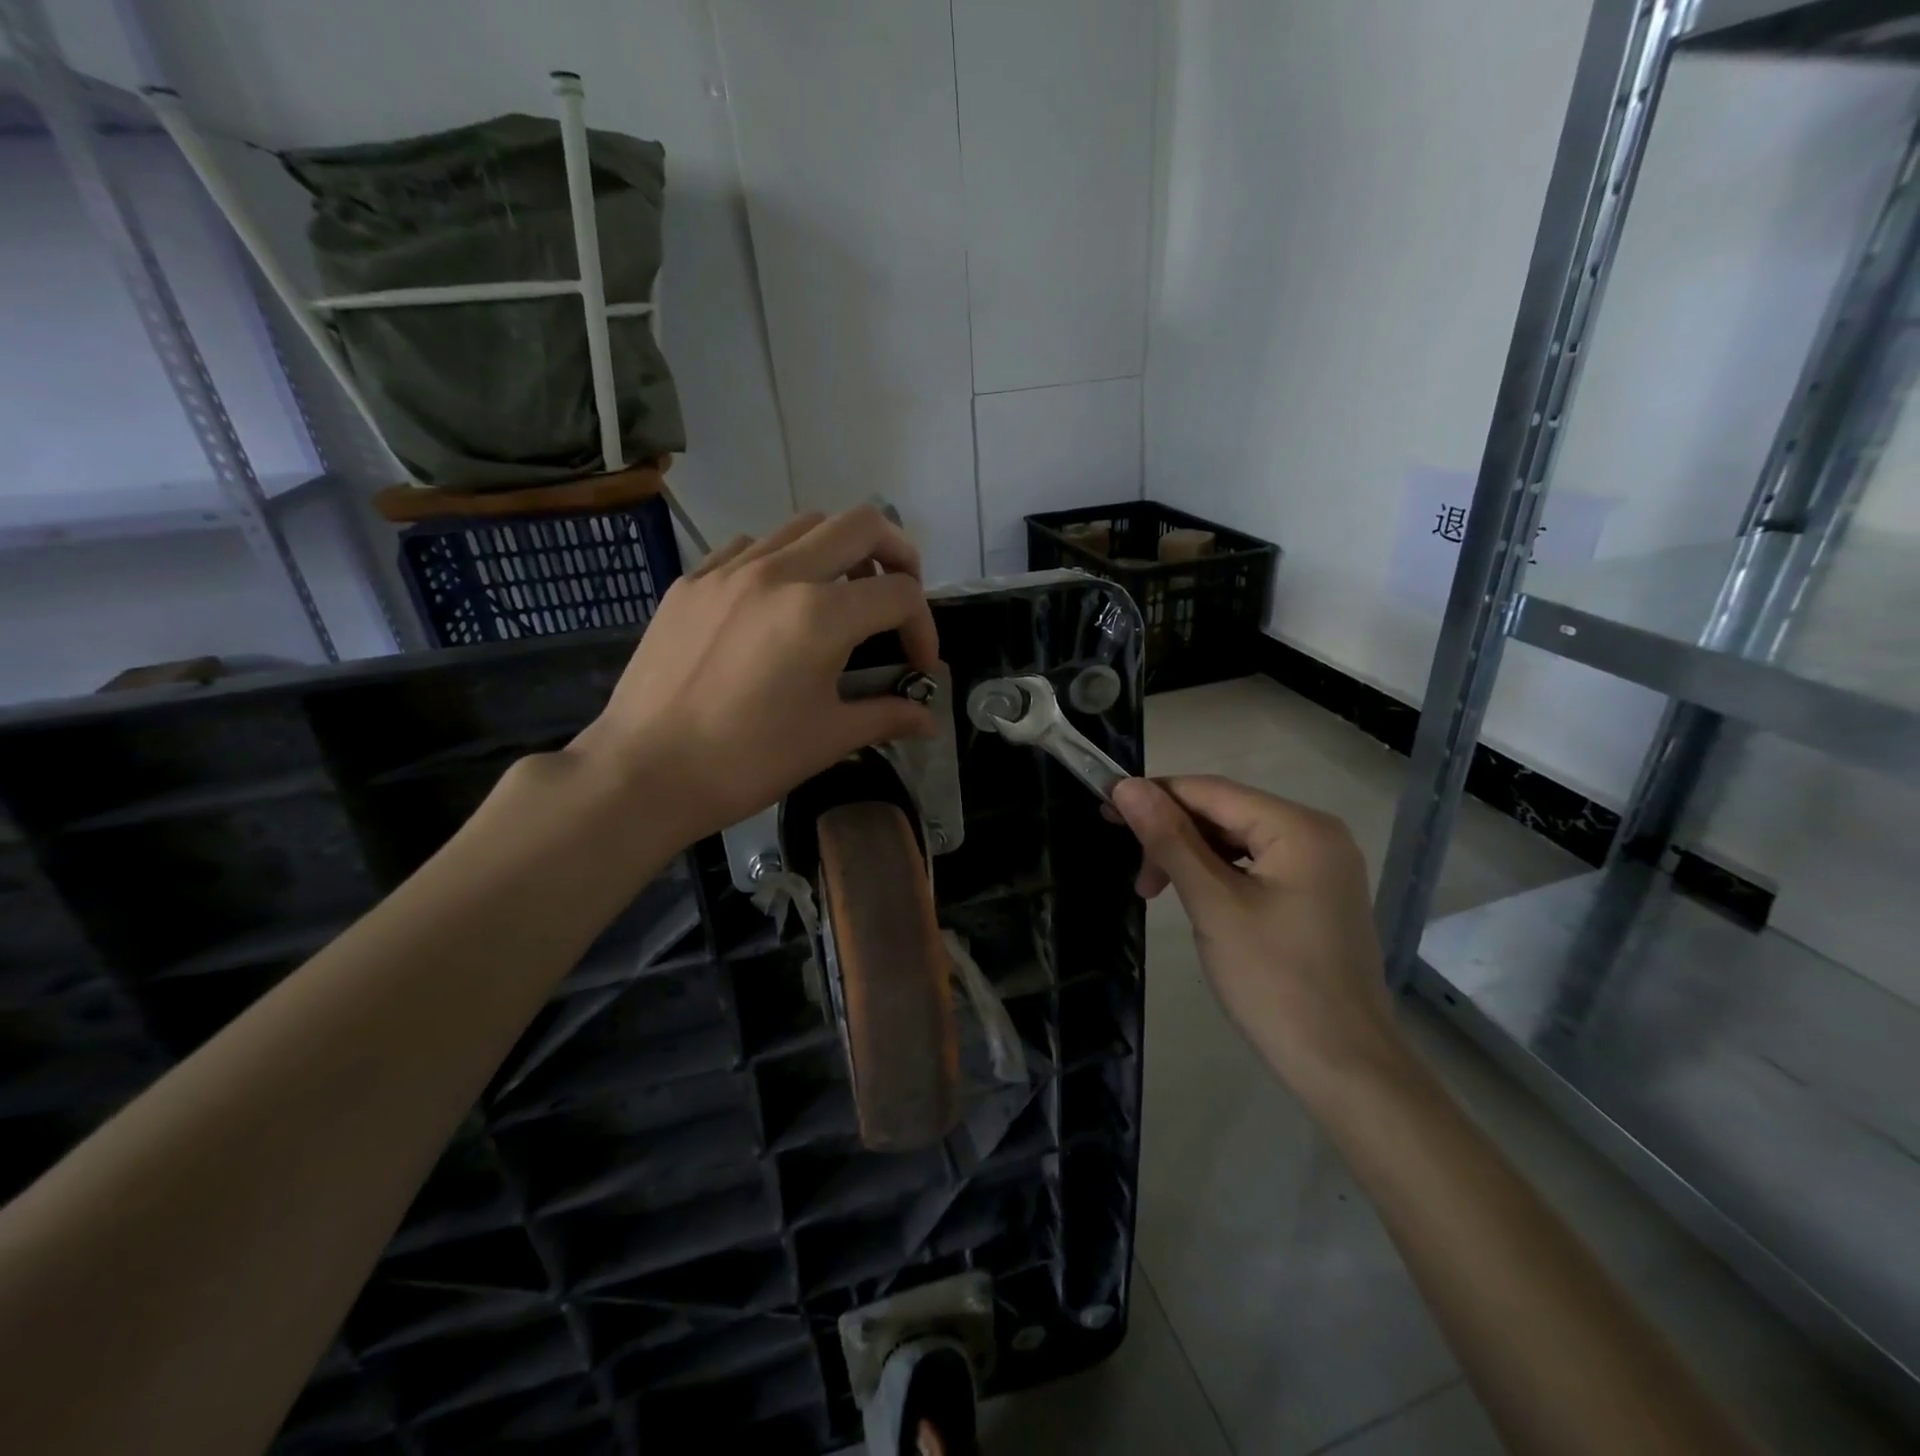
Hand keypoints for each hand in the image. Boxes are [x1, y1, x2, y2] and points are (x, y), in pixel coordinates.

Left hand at [568, 507, 940, 843]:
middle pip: (863, 524)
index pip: (900, 594)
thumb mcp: (829, 739)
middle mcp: (779, 573)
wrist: (643, 772)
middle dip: (899, 554)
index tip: (919, 668)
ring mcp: (729, 570)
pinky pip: (751, 546)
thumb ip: (887, 716)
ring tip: (840, 599)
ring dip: (840, 552)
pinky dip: (782, 562)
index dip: (925, 629)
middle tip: (898, 599)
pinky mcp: (692, 581)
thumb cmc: (746, 761)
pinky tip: (776, 606)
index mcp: (820, 614)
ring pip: (804, 525)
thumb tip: (930, 720)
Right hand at [1110, 775, 1408, 1105]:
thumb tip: (1126, 786)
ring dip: (1190, 857)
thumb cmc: (1274, 982)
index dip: (1154, 795)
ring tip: (1154, 892)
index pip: (1211, 790)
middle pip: (1225, 813)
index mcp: (1299, 827)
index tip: (1103, 808)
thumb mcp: (1213, 904)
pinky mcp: (1316, 894)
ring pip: (1237, 840)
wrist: (1344, 1067)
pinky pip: (1255, 866)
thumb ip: (1169, 840)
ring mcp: (1321, 865)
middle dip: (1172, 835)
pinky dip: (1217, 875)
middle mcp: (1317, 834)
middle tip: (1134, 875)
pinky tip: (1195, 898)